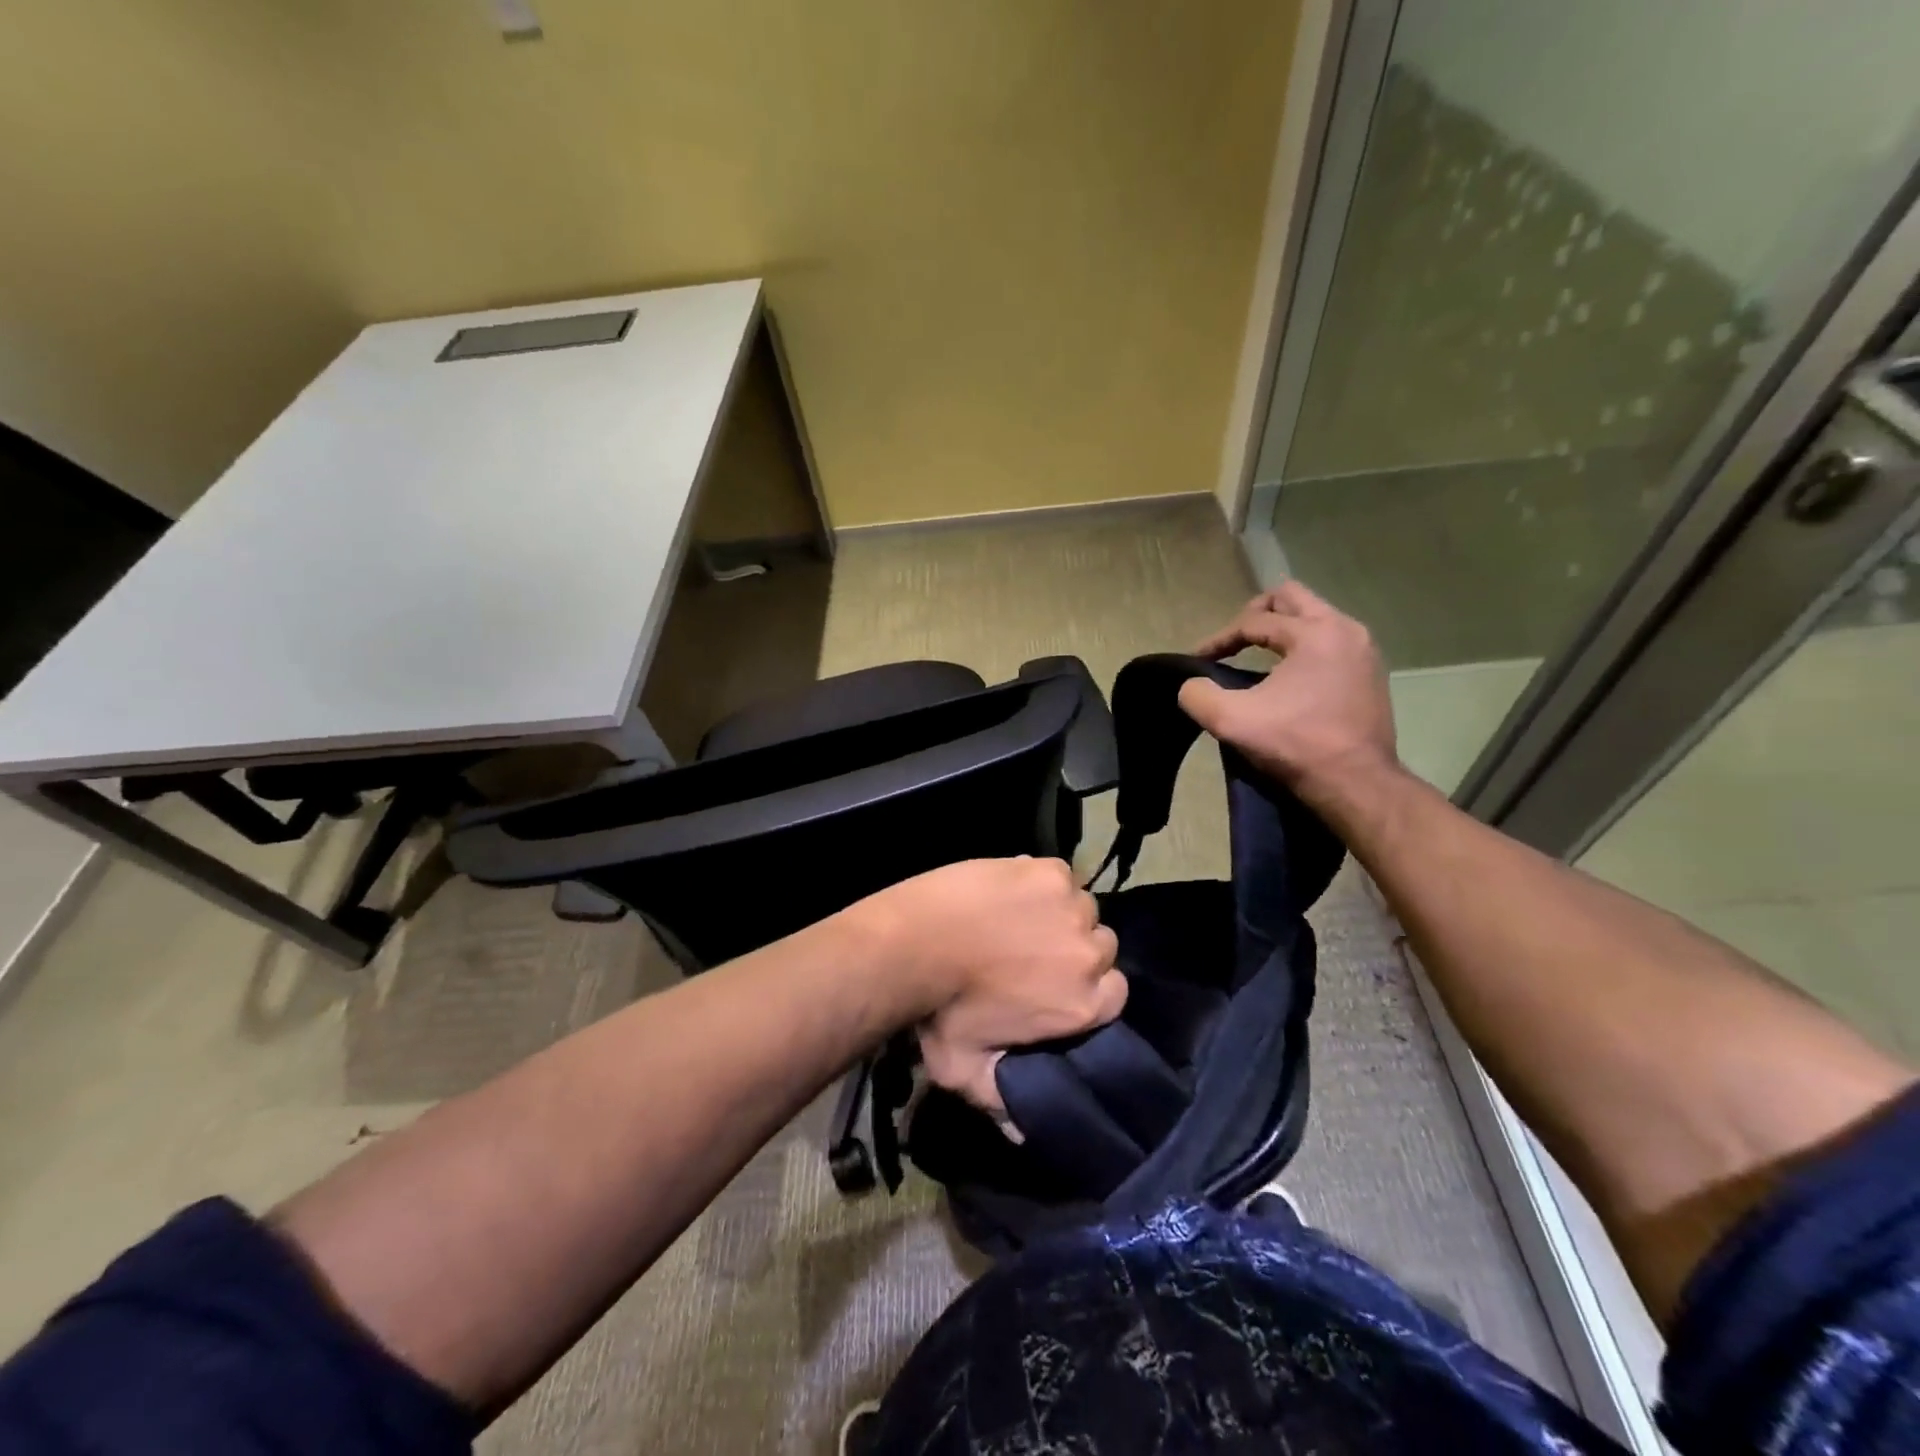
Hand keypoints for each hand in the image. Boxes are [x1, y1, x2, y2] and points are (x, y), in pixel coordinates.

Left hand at [850, 857, 1124, 1117]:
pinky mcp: (1047, 870)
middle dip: (1073, 951)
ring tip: (1017, 920)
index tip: (1054, 987)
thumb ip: (1001, 1103)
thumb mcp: (967, 1071)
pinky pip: (1059, 875)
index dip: (1086, 989)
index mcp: (1084, 1002)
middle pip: (1099, 947)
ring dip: (1057, 914)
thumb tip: (1023, 1135)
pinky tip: (1011, 892)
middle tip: (1030, 953)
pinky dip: (1041, 883)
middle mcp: (1089, 952)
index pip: (1113, 994)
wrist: (915, 943)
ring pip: (1080, 908)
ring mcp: (1070, 905)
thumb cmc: (943, 1010)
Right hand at [1180, 582, 1399, 807]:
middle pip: (1292, 598)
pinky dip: (1304, 649)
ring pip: (1314, 618)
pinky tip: (1287, 679)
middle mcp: (1345, 629)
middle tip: (1234, 641)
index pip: (1254, 620)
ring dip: (1282, 631)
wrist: (1356, 783)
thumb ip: (1198, 695)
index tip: (1199, 660)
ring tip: (1258, 657)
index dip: (1220, 638)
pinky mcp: (1371, 673)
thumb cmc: (1295, 744)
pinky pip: (1331, 641)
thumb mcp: (1231, 721)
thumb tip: (1192, 686)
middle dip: (1256, 614)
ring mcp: (1364, 650)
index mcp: (1314, 632)